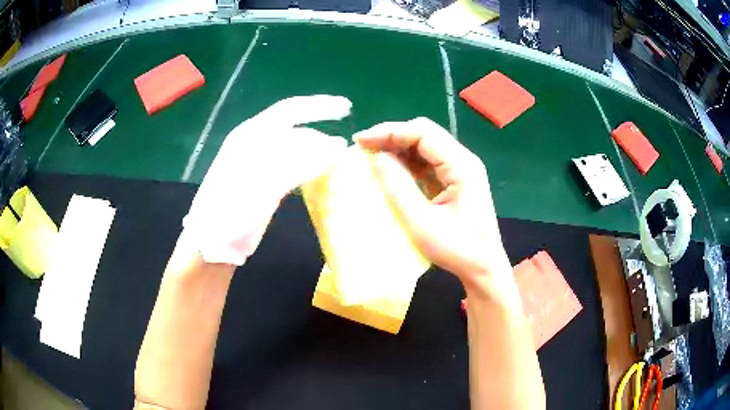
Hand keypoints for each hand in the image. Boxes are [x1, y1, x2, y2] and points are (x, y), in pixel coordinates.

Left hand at [183, 95, 351, 265]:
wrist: (212, 245)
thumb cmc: (233, 212)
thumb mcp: (265, 184)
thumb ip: (301, 161)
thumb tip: (337, 145)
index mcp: (250, 135)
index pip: (290, 110)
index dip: (320, 106)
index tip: (347, 108)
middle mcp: (254, 144)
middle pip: (294, 130)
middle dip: (321, 134)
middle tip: (346, 145)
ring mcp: (257, 164)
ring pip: (294, 149)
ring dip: (317, 152)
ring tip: (339, 161)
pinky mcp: (262, 183)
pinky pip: (291, 167)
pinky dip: (308, 168)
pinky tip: (320, 174)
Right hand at [354, 118, 514, 298]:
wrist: (483, 268)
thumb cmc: (456, 249)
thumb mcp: (421, 222)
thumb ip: (398, 187)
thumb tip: (376, 157)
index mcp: (462, 166)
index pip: (423, 133)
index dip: (390, 132)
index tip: (361, 142)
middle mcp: (463, 160)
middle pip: (424, 134)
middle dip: (392, 137)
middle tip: (363, 148)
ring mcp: (460, 170)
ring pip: (425, 147)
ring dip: (398, 149)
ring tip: (372, 158)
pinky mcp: (455, 180)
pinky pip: (428, 163)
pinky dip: (407, 164)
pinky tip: (391, 171)